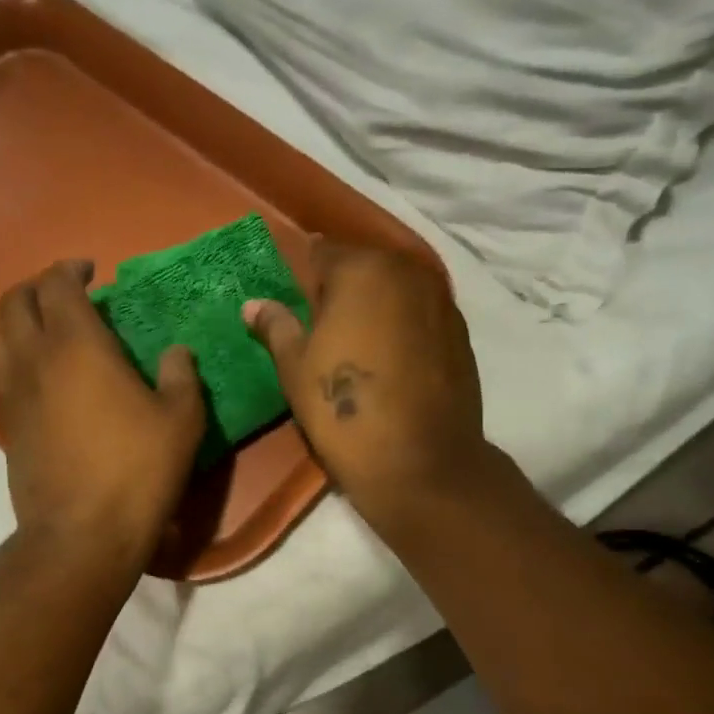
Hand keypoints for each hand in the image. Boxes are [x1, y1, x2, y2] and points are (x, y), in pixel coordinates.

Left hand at [0, 260, 206, 568]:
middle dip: (37, 287)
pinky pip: (2, 373)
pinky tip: (48, 378)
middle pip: (14, 301)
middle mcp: (35, 359)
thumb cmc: (136, 470)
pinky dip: (18, 358)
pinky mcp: (7, 425)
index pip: (57, 285)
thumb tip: (176, 352)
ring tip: (49, 331)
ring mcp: (13, 393)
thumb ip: (181, 376)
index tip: (91, 271)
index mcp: (77, 346)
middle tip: (68, 294)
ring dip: (18, 320)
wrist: (81, 534)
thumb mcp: (180, 420)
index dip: (71, 269)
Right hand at [245, 241, 497, 531]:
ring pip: (396, 289)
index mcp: (360, 270)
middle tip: (321, 325)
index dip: (303, 274)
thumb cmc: (343, 409)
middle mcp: (406, 271)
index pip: (322, 252)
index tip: (293, 300)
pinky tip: (391, 359)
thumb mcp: (296, 368)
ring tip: (357, 343)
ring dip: (375, 305)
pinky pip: (420, 314)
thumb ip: (277, 327)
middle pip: (364, 266)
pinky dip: (403, 325)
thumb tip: (253, 304)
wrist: (419, 461)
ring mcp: (440, 300)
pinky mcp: (461, 332)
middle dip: (342, 287)